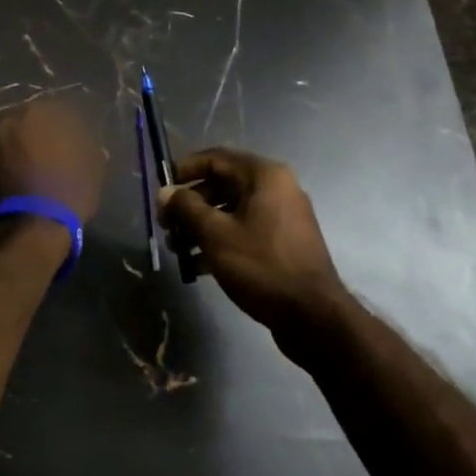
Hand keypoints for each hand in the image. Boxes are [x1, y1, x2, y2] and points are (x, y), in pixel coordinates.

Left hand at [0, 99, 105, 222]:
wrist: (31, 227)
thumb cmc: (69, 191)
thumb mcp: (94, 168)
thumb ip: (89, 148)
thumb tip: (86, 144)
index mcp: (42, 114)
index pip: (56, 110)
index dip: (64, 126)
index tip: (70, 141)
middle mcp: (12, 120)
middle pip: (28, 122)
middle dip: (37, 135)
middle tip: (48, 154)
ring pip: (9, 139)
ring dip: (18, 149)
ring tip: (29, 170)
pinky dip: (4, 165)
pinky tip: (15, 181)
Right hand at [157, 148, 349, 346]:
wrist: (313, 317)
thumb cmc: (262, 266)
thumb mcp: (216, 234)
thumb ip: (186, 208)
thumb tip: (166, 192)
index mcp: (264, 176)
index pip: (215, 158)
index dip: (184, 170)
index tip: (162, 191)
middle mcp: (276, 188)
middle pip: (222, 184)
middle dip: (190, 204)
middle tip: (166, 226)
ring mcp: (282, 216)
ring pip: (231, 210)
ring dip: (201, 226)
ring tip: (177, 249)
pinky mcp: (283, 243)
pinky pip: (245, 230)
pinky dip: (220, 241)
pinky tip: (197, 266)